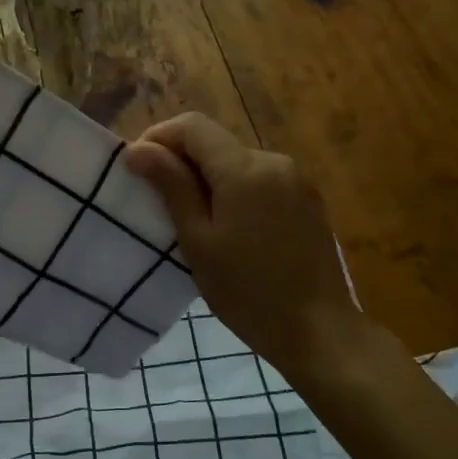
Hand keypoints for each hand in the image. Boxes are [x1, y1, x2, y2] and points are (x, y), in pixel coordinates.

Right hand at [125, 114, 365, 377]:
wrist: (319, 332)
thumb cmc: (248, 292)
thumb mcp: (198, 240)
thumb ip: (171, 186)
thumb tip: (137, 148)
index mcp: (244, 169)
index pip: (192, 126)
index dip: (159, 137)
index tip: (138, 168)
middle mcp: (274, 161)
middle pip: (216, 143)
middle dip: (183, 162)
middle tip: (159, 203)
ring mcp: (297, 180)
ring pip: (238, 163)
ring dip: (210, 179)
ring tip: (194, 222)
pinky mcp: (308, 201)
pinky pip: (261, 181)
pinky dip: (236, 192)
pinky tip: (232, 231)